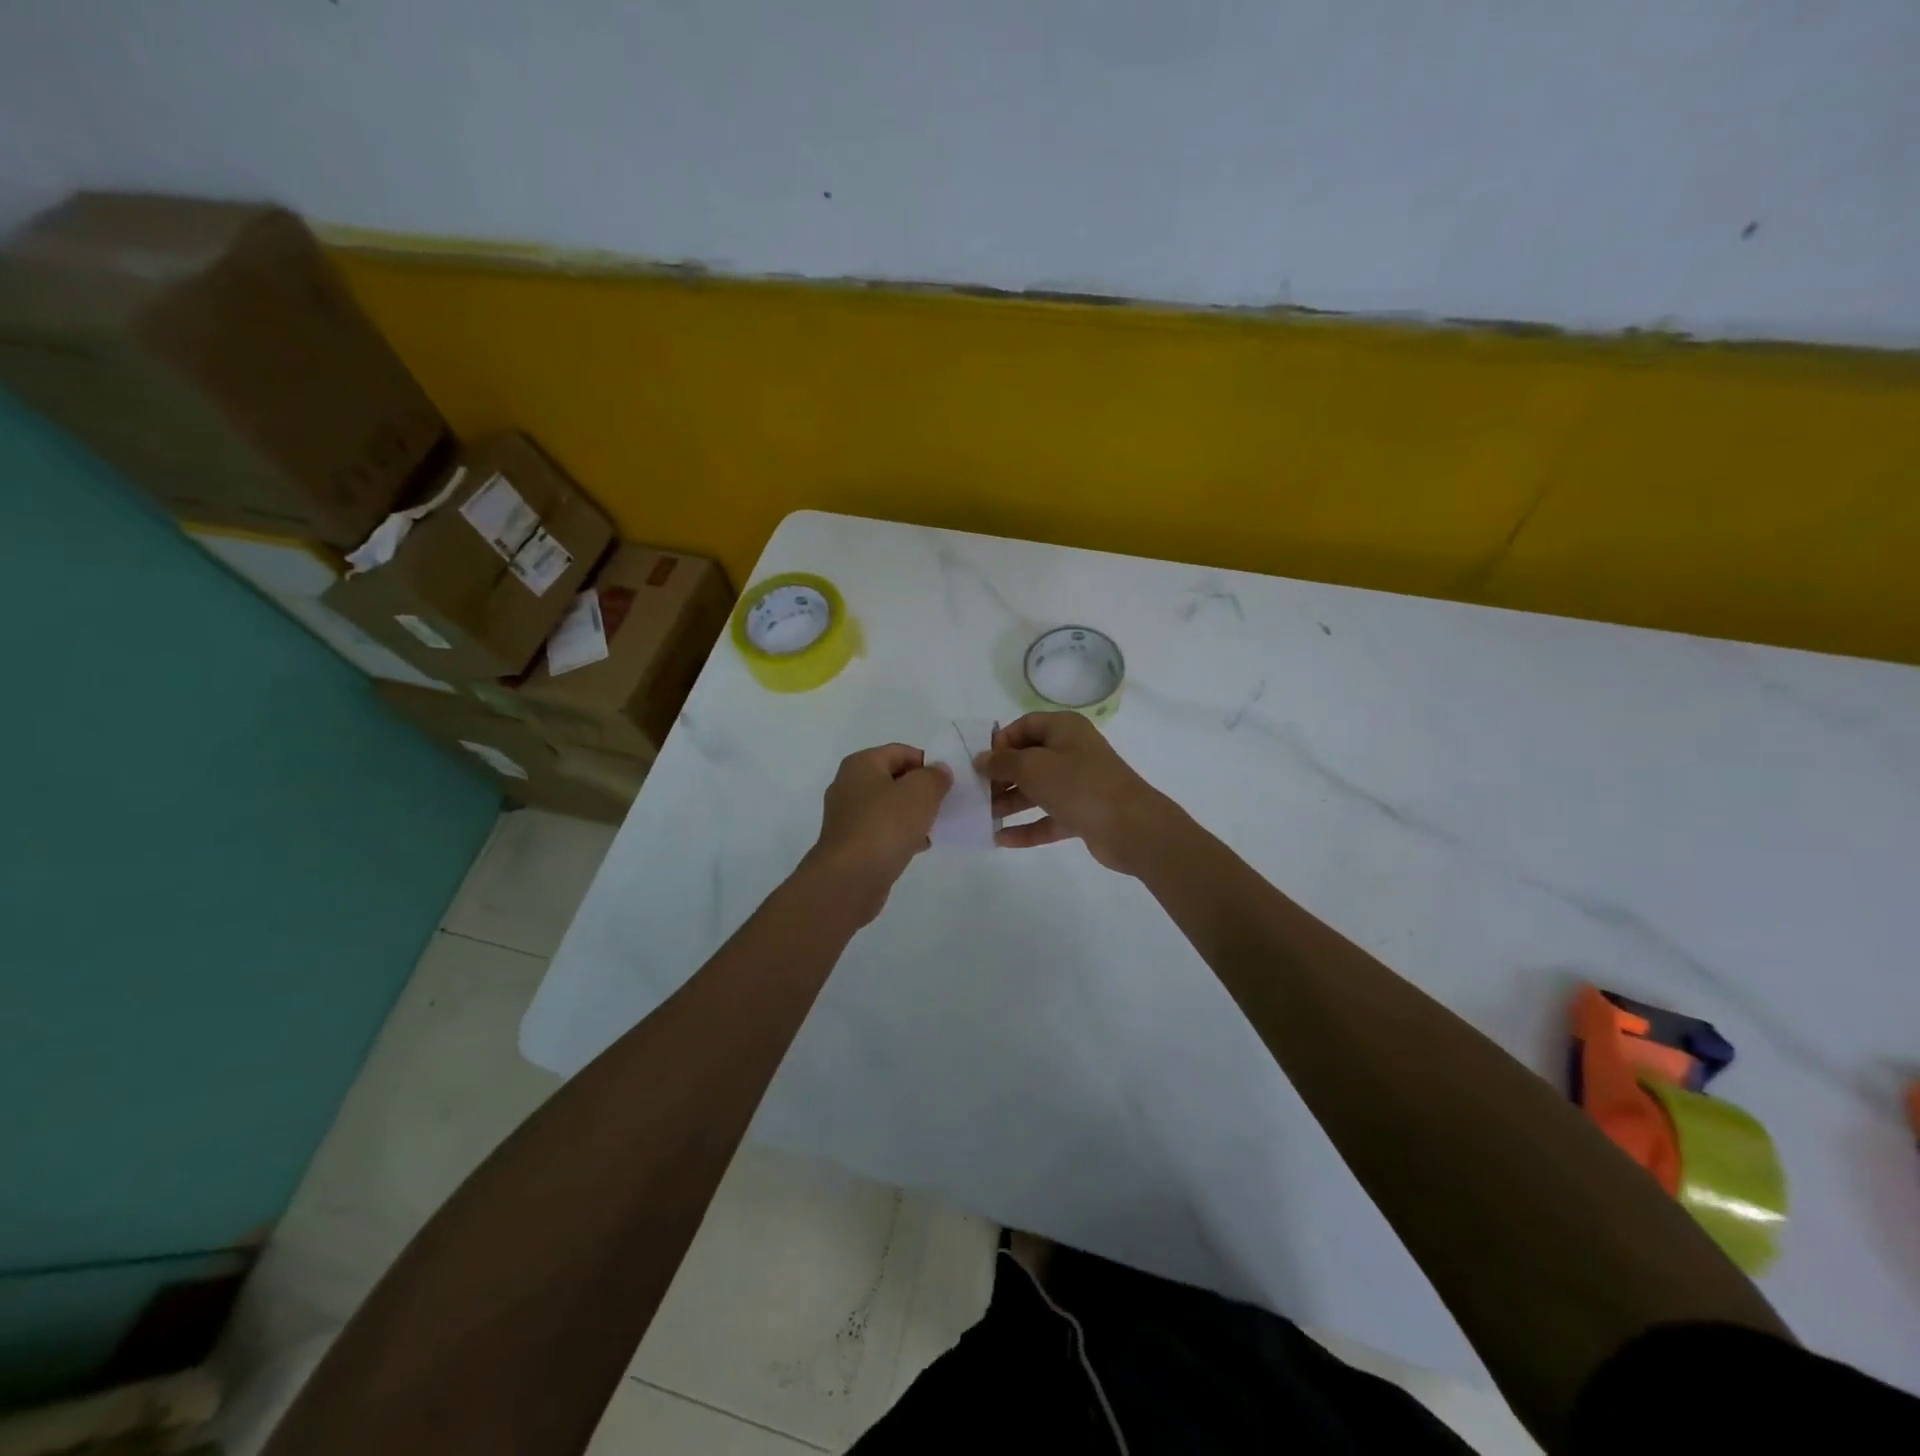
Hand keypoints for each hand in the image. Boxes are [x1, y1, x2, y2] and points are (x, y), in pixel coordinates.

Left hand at [802, 744, 951, 922]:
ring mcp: (847, 816)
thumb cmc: (885, 825)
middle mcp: (849, 785)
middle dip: (920, 790)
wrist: (850, 878)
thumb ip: (934, 776)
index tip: (947, 783)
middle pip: (893, 779)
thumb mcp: (921, 792)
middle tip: (944, 804)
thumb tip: (938, 771)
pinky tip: (918, 847)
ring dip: (912, 815)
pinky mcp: (851, 844)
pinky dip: (900, 835)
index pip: (900, 752)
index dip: (927, 763)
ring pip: (888, 807)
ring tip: (935, 827)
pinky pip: (882, 831)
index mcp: (861, 764)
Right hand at [978, 712, 1172, 874]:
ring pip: (1036, 790)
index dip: (1000, 742)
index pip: (1024, 726)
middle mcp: (1072, 752)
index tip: (980, 763)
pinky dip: (1027, 827)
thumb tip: (981, 760)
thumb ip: (1003, 762)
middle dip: (1001, 776)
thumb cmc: (1079, 785)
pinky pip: (1048, 817)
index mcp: (1064, 729)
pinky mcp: (1082, 813)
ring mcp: (1078, 784)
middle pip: (1028, 759)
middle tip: (975, 794)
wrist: (1131, 827)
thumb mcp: (1033, 767)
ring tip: (982, 817)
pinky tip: (1000, 839)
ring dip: (1009, 803)